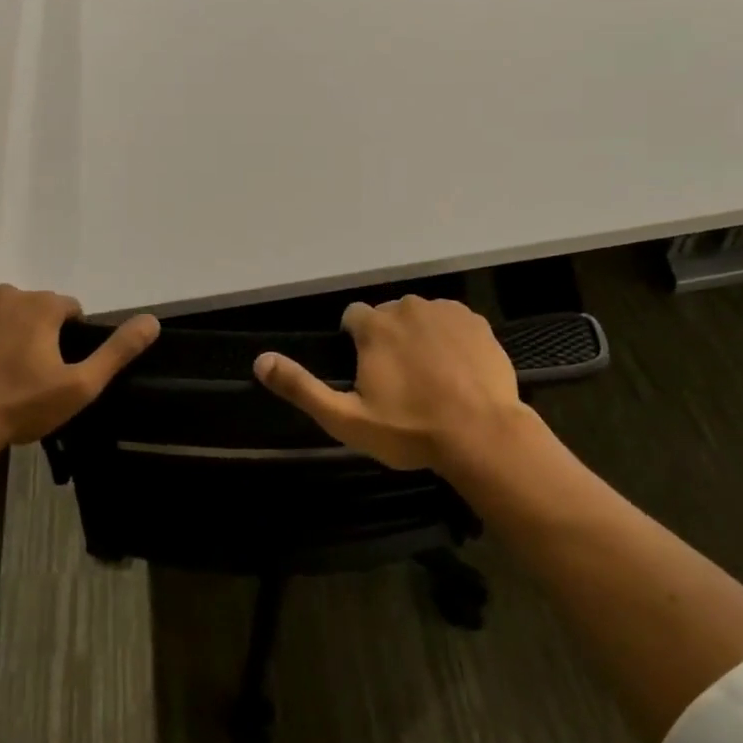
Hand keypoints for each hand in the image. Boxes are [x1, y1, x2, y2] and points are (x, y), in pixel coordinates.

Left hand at [0, 285, 159, 446]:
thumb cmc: (20, 406)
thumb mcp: (80, 386)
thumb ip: (117, 351)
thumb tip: (152, 321)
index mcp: (43, 305)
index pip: (68, 309)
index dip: (66, 337)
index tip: (54, 367)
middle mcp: (8, 292)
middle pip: (32, 306)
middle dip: (33, 330)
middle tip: (23, 371)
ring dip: (2, 327)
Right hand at [253, 296, 537, 472]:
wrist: (481, 435)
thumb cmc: (410, 430)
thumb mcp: (346, 419)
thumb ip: (302, 388)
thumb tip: (260, 361)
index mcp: (374, 326)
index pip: (353, 317)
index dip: (356, 343)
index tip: (368, 372)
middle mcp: (408, 307)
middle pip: (388, 316)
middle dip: (389, 340)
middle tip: (400, 382)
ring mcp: (446, 311)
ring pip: (422, 318)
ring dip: (420, 337)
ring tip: (432, 379)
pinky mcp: (477, 322)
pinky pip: (453, 322)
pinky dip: (451, 339)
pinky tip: (458, 371)